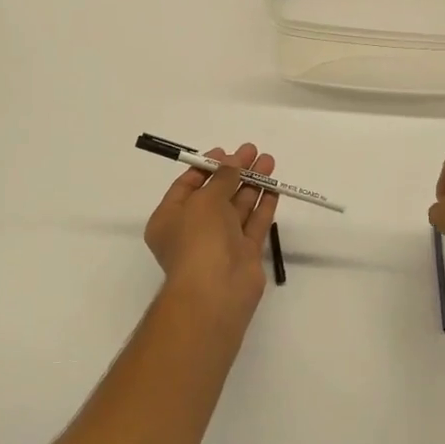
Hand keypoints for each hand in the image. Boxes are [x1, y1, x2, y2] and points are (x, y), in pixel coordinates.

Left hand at [144, 143, 279, 324]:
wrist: (216, 291)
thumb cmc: (198, 240)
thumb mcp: (204, 200)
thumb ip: (222, 178)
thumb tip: (233, 160)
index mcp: (170, 218)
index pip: (187, 186)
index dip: (207, 167)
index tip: (226, 151)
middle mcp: (193, 230)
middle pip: (216, 194)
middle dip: (235, 172)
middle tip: (254, 151)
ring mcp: (220, 243)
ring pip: (237, 208)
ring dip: (252, 184)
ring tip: (269, 162)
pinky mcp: (244, 255)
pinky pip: (253, 225)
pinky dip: (262, 206)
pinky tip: (274, 188)